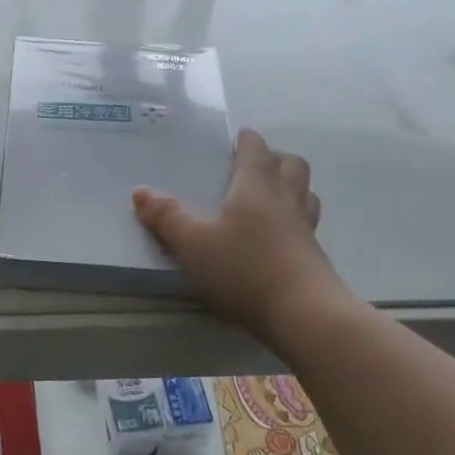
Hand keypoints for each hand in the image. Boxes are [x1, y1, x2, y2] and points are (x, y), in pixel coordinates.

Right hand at [132, 129, 352, 342]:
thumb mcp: (194, 244)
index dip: (244, 140)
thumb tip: (140, 191)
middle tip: (250, 168)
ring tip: (268, 198)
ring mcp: (305, 228)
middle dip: (272, 158)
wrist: (305, 315)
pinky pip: (307, 223)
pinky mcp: (314, 256)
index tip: (233, 140)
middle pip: (290, 164)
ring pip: (305, 192)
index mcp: (256, 186)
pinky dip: (294, 219)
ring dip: (289, 186)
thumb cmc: (246, 269)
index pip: (255, 148)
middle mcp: (286, 198)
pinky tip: (278, 237)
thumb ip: (167, 216)